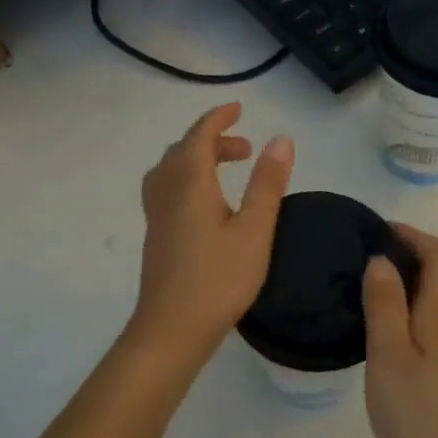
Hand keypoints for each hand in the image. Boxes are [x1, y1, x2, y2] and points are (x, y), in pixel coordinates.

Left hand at [129, 103, 293, 368]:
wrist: (171, 329)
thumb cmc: (218, 279)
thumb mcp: (254, 230)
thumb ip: (267, 184)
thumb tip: (281, 139)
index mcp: (189, 184)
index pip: (199, 136)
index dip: (217, 118)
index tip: (238, 108)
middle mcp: (166, 192)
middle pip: (183, 151)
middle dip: (213, 140)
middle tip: (246, 149)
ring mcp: (157, 215)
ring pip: (171, 170)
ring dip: (198, 159)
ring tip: (228, 171)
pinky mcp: (156, 235)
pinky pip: (167, 188)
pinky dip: (187, 179)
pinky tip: (207, 204)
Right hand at [363, 225, 437, 437]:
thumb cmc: (419, 419)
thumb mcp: (390, 358)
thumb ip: (385, 306)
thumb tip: (382, 259)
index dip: (416, 236)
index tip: (380, 231)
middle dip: (407, 256)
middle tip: (361, 259)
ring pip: (432, 305)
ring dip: (403, 286)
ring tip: (362, 291)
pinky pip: (426, 329)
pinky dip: (404, 316)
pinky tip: (378, 336)